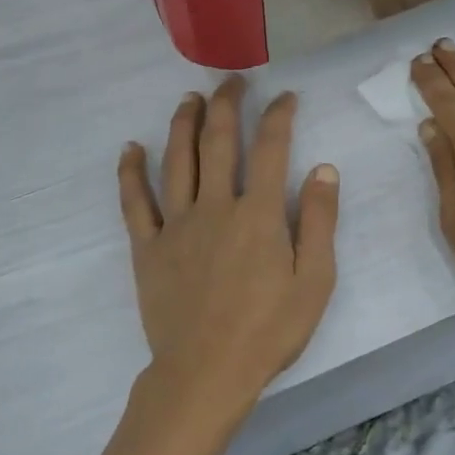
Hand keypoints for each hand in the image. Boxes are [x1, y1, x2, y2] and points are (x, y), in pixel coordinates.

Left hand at [117, 77, 339, 432]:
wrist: (206, 373)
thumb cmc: (268, 331)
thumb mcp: (314, 282)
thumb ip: (320, 223)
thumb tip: (323, 169)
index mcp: (259, 214)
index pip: (270, 149)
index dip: (278, 116)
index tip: (284, 96)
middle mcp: (215, 206)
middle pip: (217, 141)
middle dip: (226, 104)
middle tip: (232, 82)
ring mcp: (176, 224)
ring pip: (176, 160)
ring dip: (182, 123)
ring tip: (189, 99)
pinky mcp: (148, 246)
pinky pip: (135, 201)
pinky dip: (131, 172)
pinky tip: (131, 148)